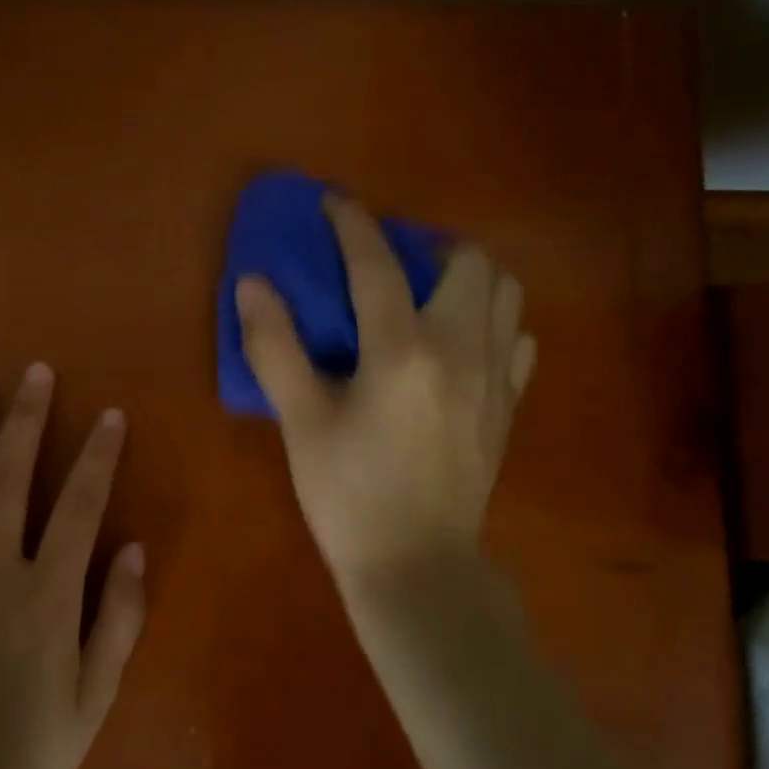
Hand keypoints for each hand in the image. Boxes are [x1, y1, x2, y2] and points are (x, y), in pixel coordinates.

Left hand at [0, 364, 145, 768]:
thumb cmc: (35, 749)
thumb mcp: (97, 694)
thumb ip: (120, 617)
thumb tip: (135, 546)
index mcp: (45, 597)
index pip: (79, 507)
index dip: (98, 456)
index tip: (111, 414)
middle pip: (8, 479)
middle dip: (26, 420)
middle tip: (35, 373)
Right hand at [236, 195, 534, 593]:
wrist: (417, 565)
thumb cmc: (348, 494)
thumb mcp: (300, 421)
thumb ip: (274, 346)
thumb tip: (252, 283)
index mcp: (402, 350)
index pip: (377, 263)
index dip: (352, 223)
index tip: (333, 202)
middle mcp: (460, 349)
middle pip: (468, 260)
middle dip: (428, 244)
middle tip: (390, 261)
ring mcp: (494, 377)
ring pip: (505, 292)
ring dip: (467, 276)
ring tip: (427, 293)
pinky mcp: (508, 404)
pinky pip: (517, 337)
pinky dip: (492, 321)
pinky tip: (459, 342)